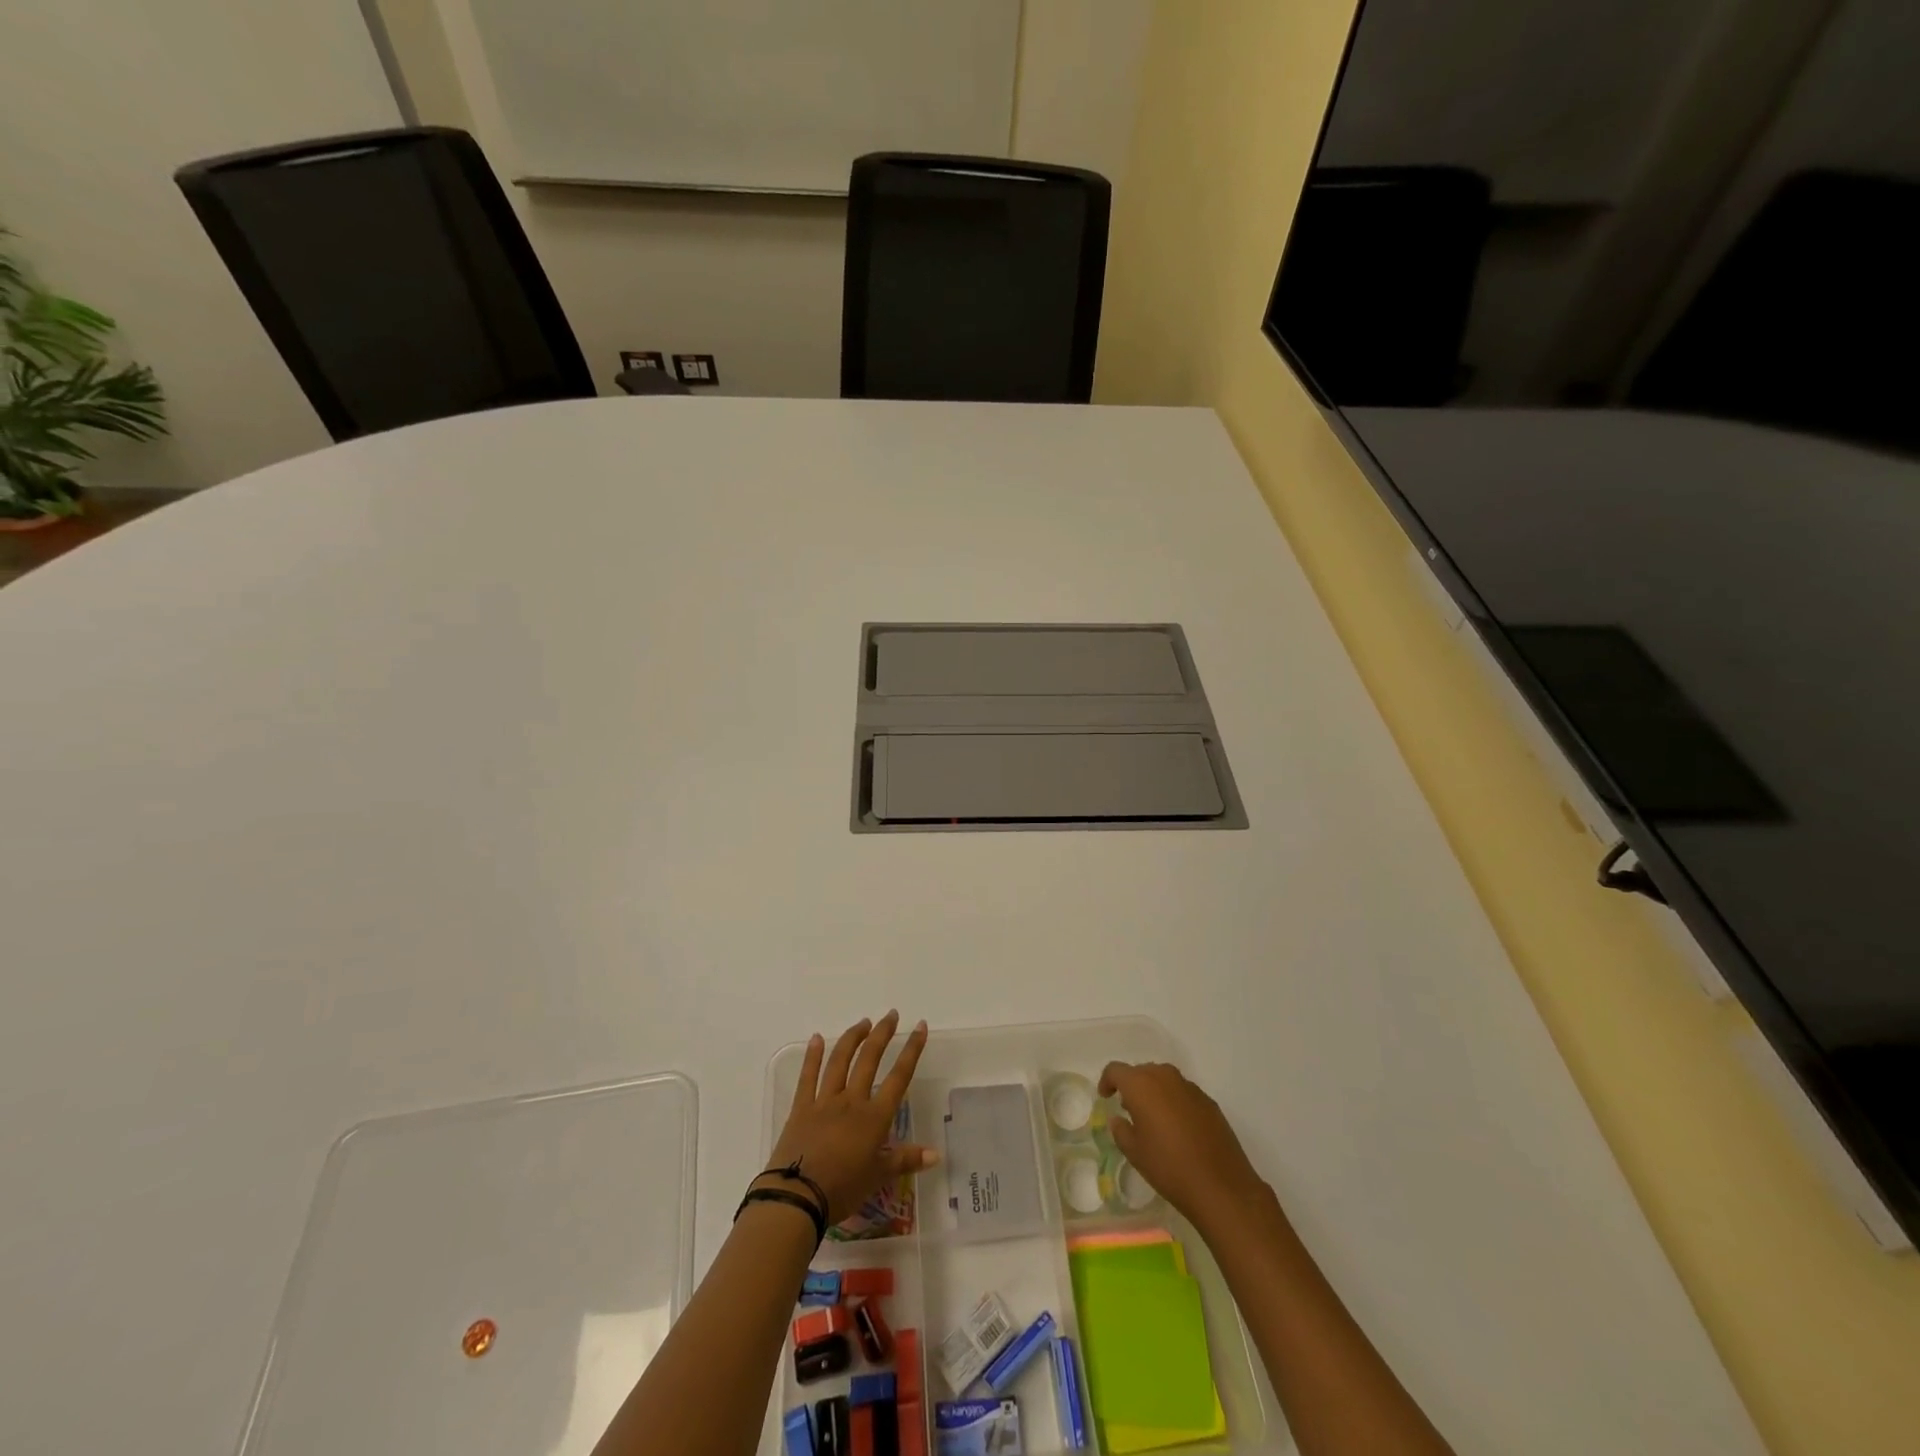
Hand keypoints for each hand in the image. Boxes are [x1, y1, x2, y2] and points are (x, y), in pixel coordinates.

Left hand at [765, 1012, 935, 1224]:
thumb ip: (906, 1160)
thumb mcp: (878, 1177)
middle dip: (882, 1034)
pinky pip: (808, 1077)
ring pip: (840, 1061)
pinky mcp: (801, 1108)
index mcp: (874, 1117)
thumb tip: (936, 1154)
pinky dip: (812, 1056)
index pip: (899, 1077)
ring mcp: (824, 1101)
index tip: (920, 1027)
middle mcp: (851, 1101)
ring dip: (853, 1038)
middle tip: (891, 1015)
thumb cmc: (843, 1189)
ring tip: (863, 1022)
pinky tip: (816, 1038)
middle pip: (869, 1059)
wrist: (798, 1197)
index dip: (912, 1050)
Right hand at [1099, 1061, 1266, 1222]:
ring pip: (1164, 1079)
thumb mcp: (1134, 1152)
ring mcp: (1190, 1088)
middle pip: (1142, 1071)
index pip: (1116, 1070)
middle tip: (1128, 1109)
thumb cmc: (1169, 1167)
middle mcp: (1165, 1077)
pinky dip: (1174, 1102)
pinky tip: (1178, 1128)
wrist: (1221, 1186)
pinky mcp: (1209, 1102)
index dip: (1107, 1081)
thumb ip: (1121, 1130)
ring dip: (1154, 1092)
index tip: (1105, 1097)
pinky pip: (1183, 1093)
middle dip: (1132, 1086)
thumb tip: (1119, 1119)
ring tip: (1153, 1118)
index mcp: (1141, 1085)